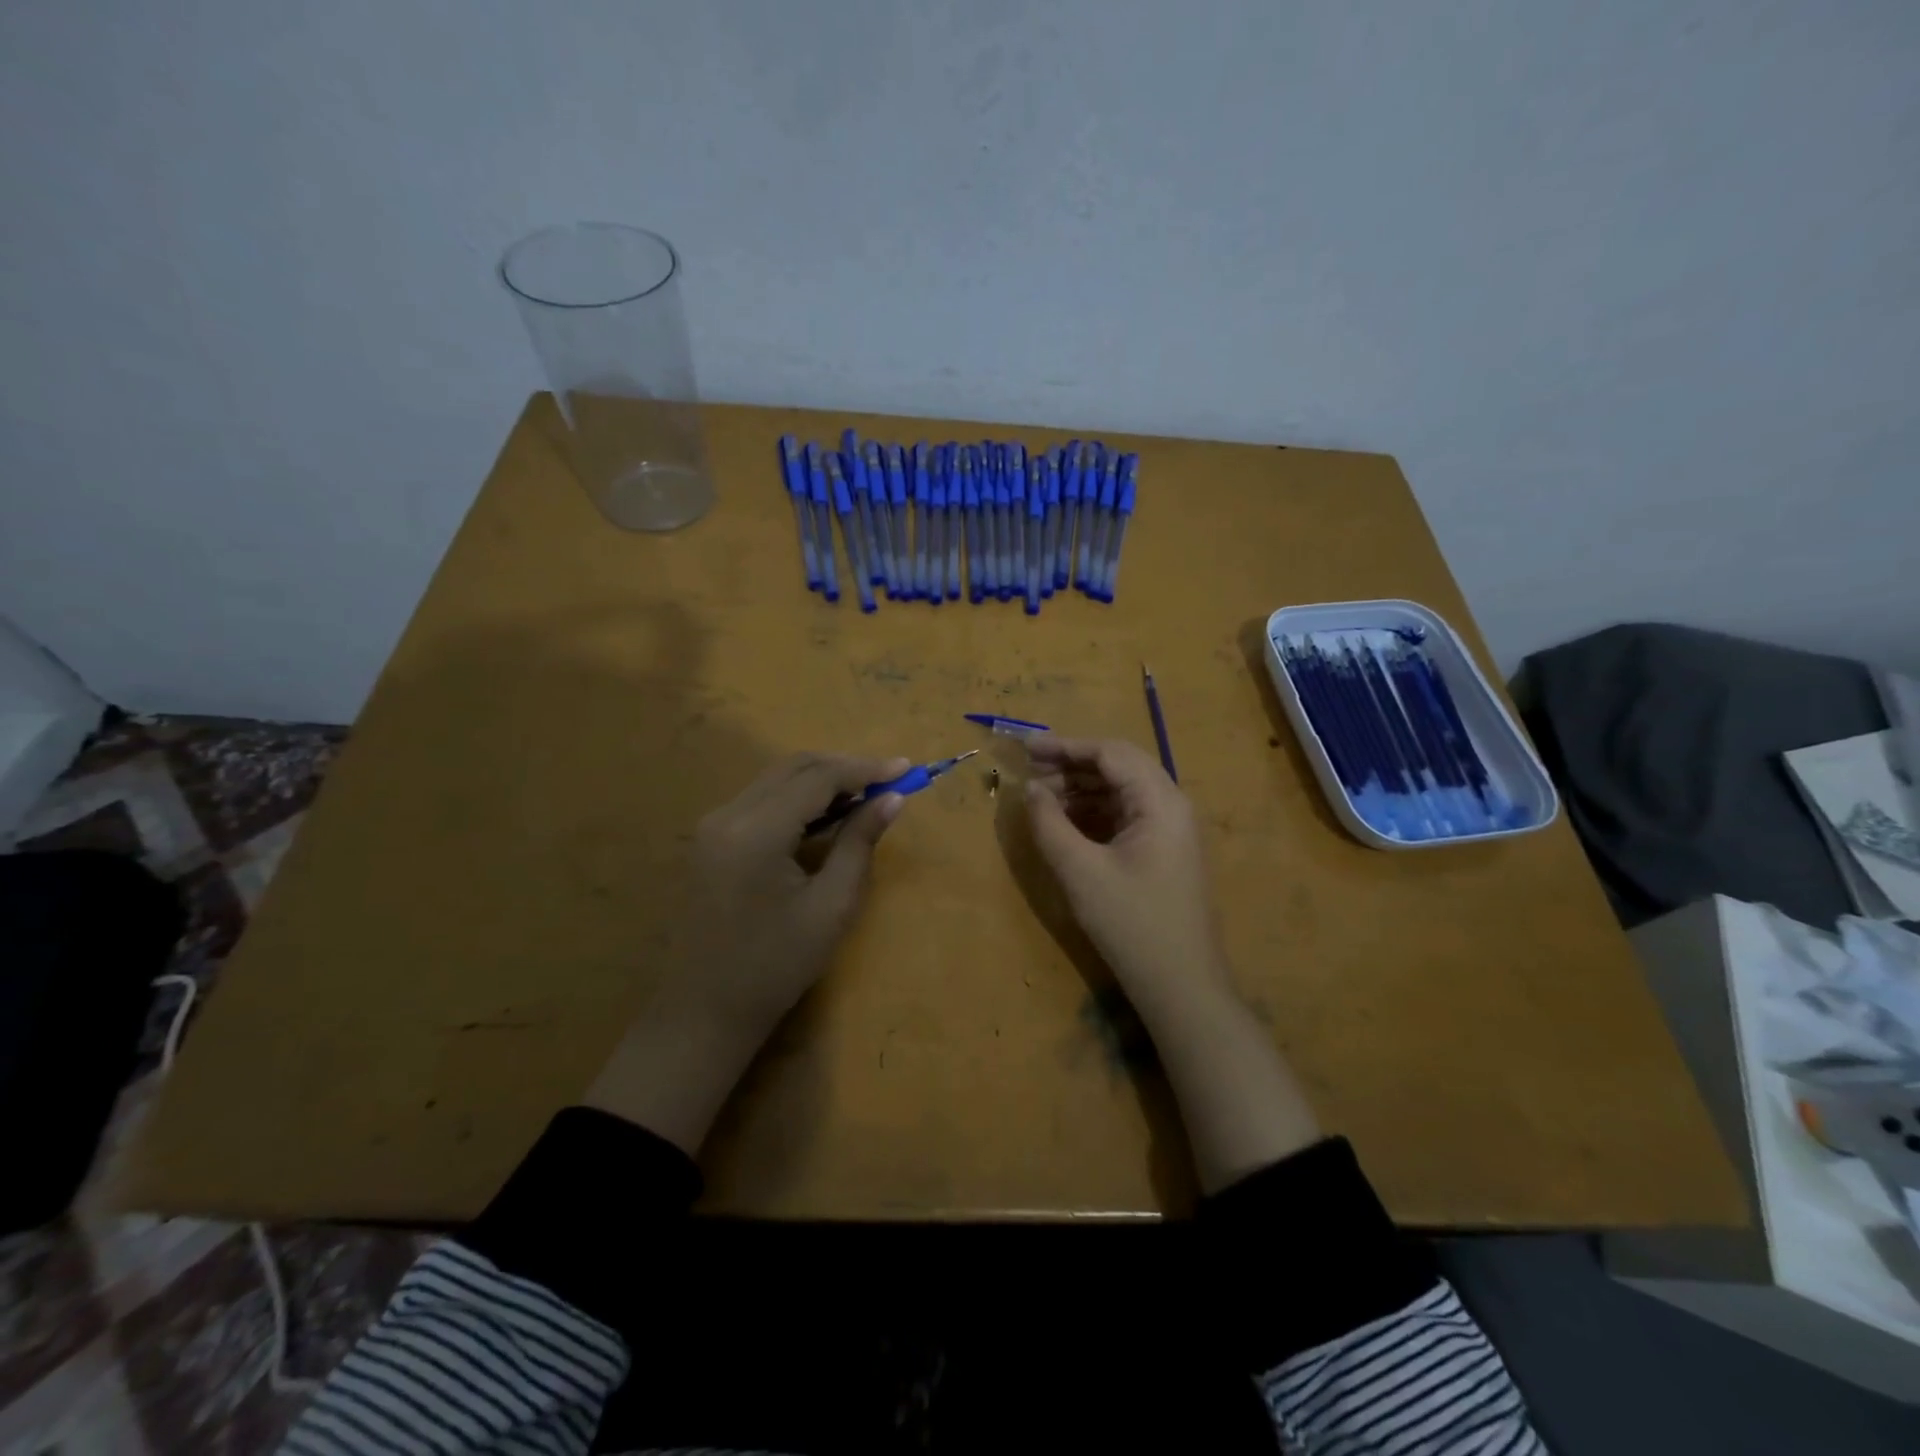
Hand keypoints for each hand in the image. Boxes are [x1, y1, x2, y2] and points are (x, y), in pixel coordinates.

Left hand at [586, 752, 908, 1152]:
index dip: (865, 769)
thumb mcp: (831, 906)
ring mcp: (713, 824)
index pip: (817, 778)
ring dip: (822, 779)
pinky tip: (827, 814)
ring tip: (866, 795)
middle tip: (889, 780)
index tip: (906, 769)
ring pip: (777, 779)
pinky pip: (762, 799)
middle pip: (794, 767)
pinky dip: (799, 797)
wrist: (706, 1010)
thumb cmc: (776, 966)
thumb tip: (893, 799)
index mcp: (756, 832)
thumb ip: (859, 843)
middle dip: (845, 767)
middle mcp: (727, 814)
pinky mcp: (711, 838)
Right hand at [1026, 736, 1321, 1189]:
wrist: (1181, 986)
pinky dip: (1093, 812)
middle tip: (1028, 773)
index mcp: (1160, 801)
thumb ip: (1050, 823)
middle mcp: (1171, 806)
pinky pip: (1125, 815)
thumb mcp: (1081, 872)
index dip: (1065, 746)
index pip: (1111, 753)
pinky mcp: (1163, 852)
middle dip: (1071, 765)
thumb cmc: (1131, 924)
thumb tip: (1030, 789)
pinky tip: (1064, 822)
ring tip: (1039, 797)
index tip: (1025, 749)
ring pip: (1121, 791)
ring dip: (1080, 788)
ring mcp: (1170, 830)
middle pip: (1118, 767)